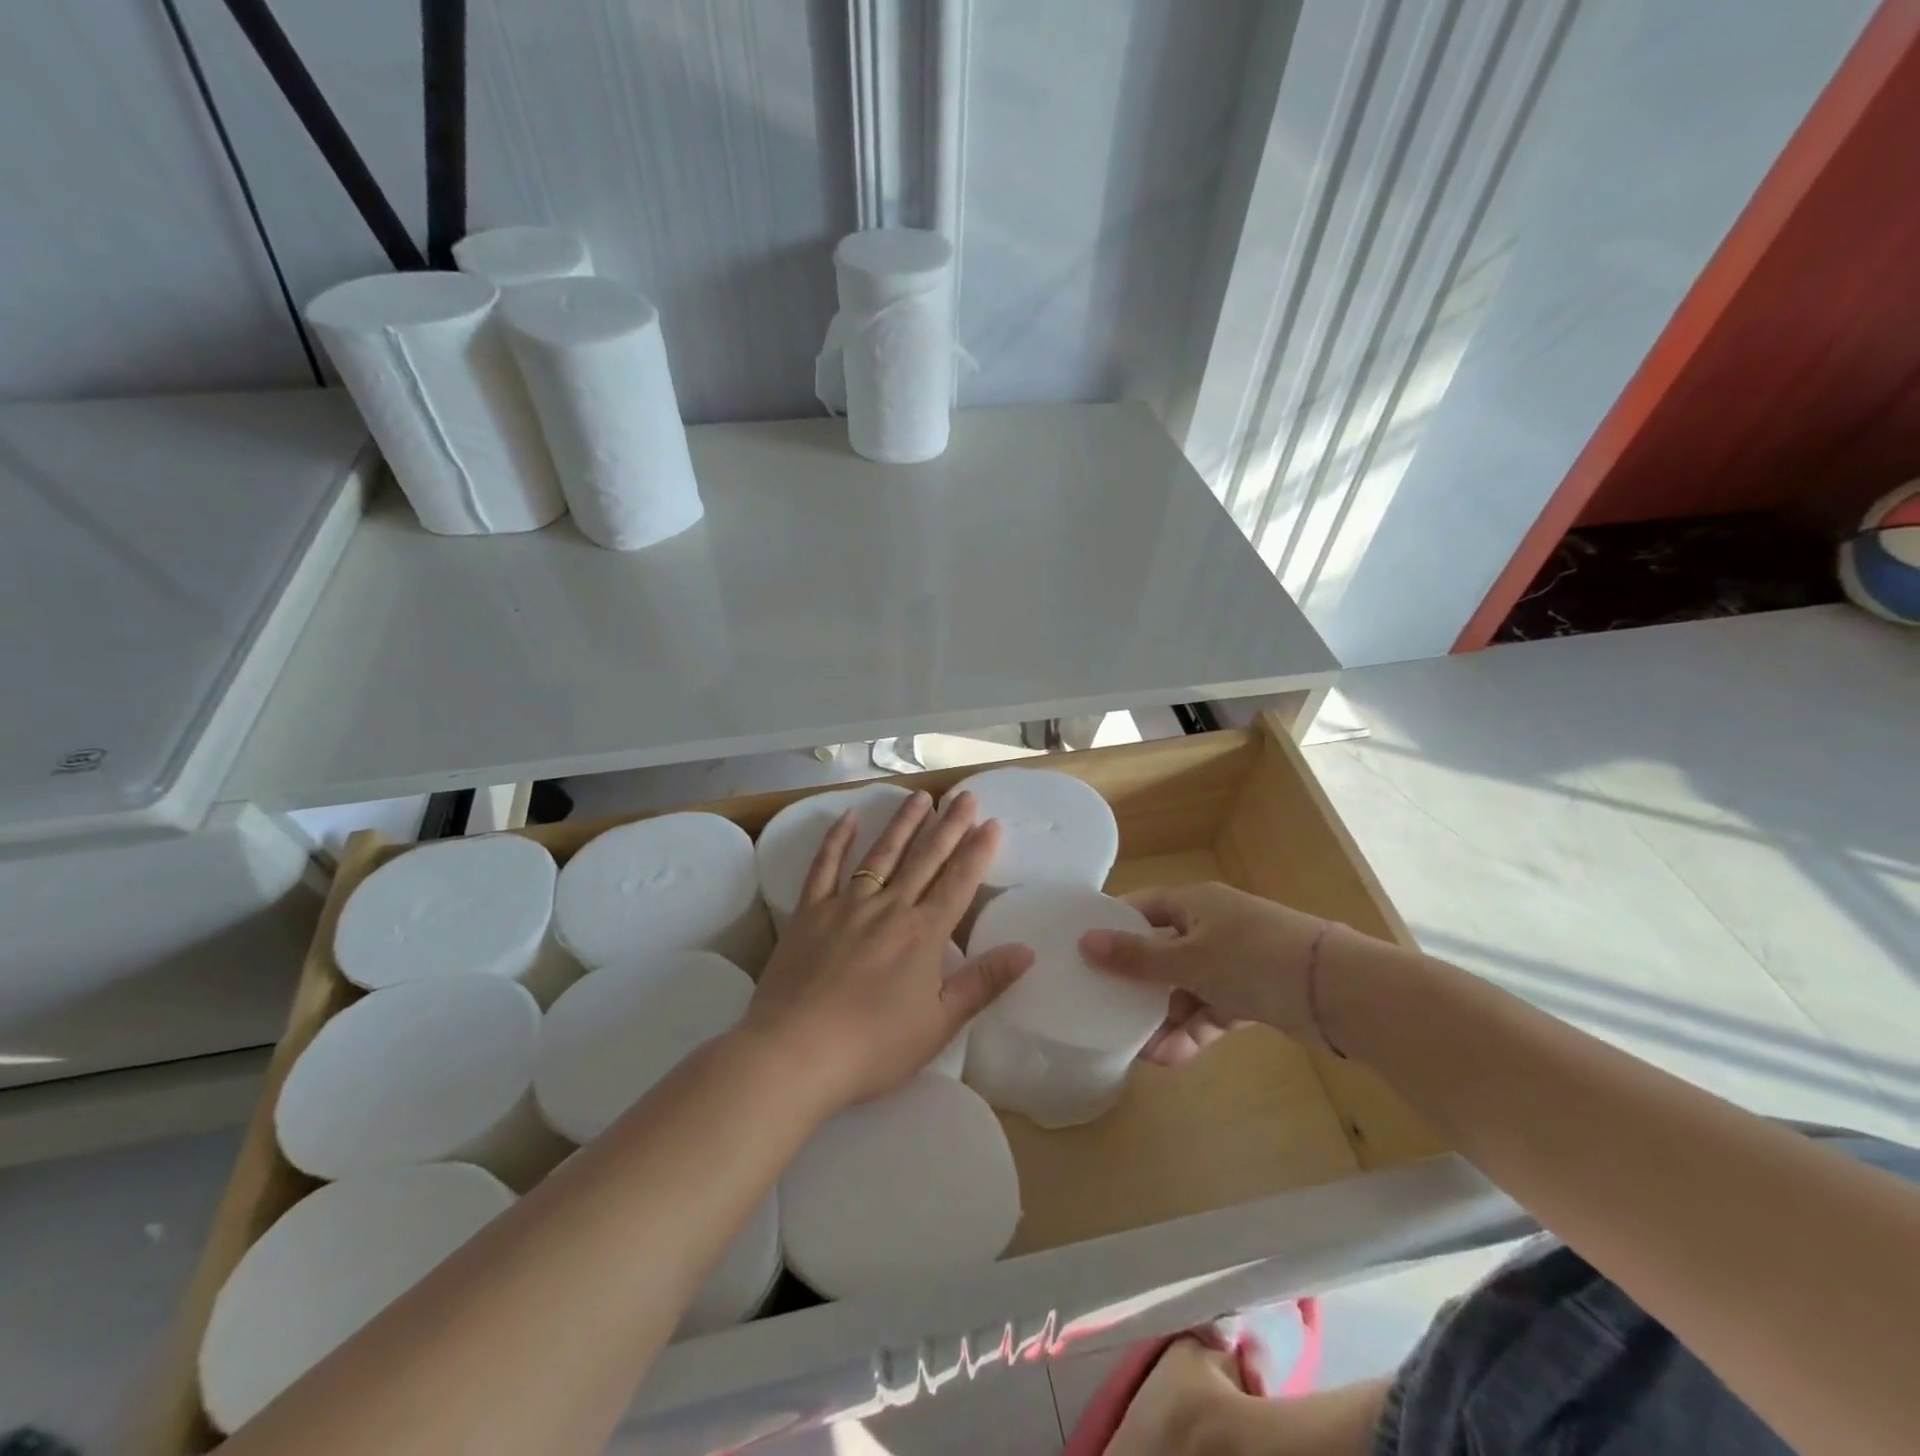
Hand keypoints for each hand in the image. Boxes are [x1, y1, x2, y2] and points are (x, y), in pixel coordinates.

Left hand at [742, 789, 1033, 1108]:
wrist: (795, 1053)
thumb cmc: (873, 1046)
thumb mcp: (939, 1024)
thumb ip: (983, 982)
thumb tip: (1027, 949)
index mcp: (923, 934)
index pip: (958, 881)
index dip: (977, 851)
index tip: (992, 822)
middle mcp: (889, 908)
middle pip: (925, 858)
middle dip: (949, 825)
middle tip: (965, 795)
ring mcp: (846, 905)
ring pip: (882, 854)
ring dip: (903, 823)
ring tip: (921, 796)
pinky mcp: (810, 912)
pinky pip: (825, 867)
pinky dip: (837, 840)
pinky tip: (849, 816)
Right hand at [1077, 882, 1331, 1064]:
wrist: (1335, 991)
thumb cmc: (1251, 958)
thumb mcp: (1188, 958)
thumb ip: (1137, 957)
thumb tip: (1085, 942)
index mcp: (1194, 903)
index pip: (1142, 908)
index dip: (1113, 928)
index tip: (1084, 954)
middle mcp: (1211, 927)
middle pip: (1161, 952)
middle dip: (1137, 986)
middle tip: (1106, 1011)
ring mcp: (1233, 962)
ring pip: (1184, 987)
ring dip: (1164, 1017)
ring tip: (1140, 1050)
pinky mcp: (1251, 994)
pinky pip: (1210, 1010)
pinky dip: (1192, 1031)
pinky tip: (1170, 1057)